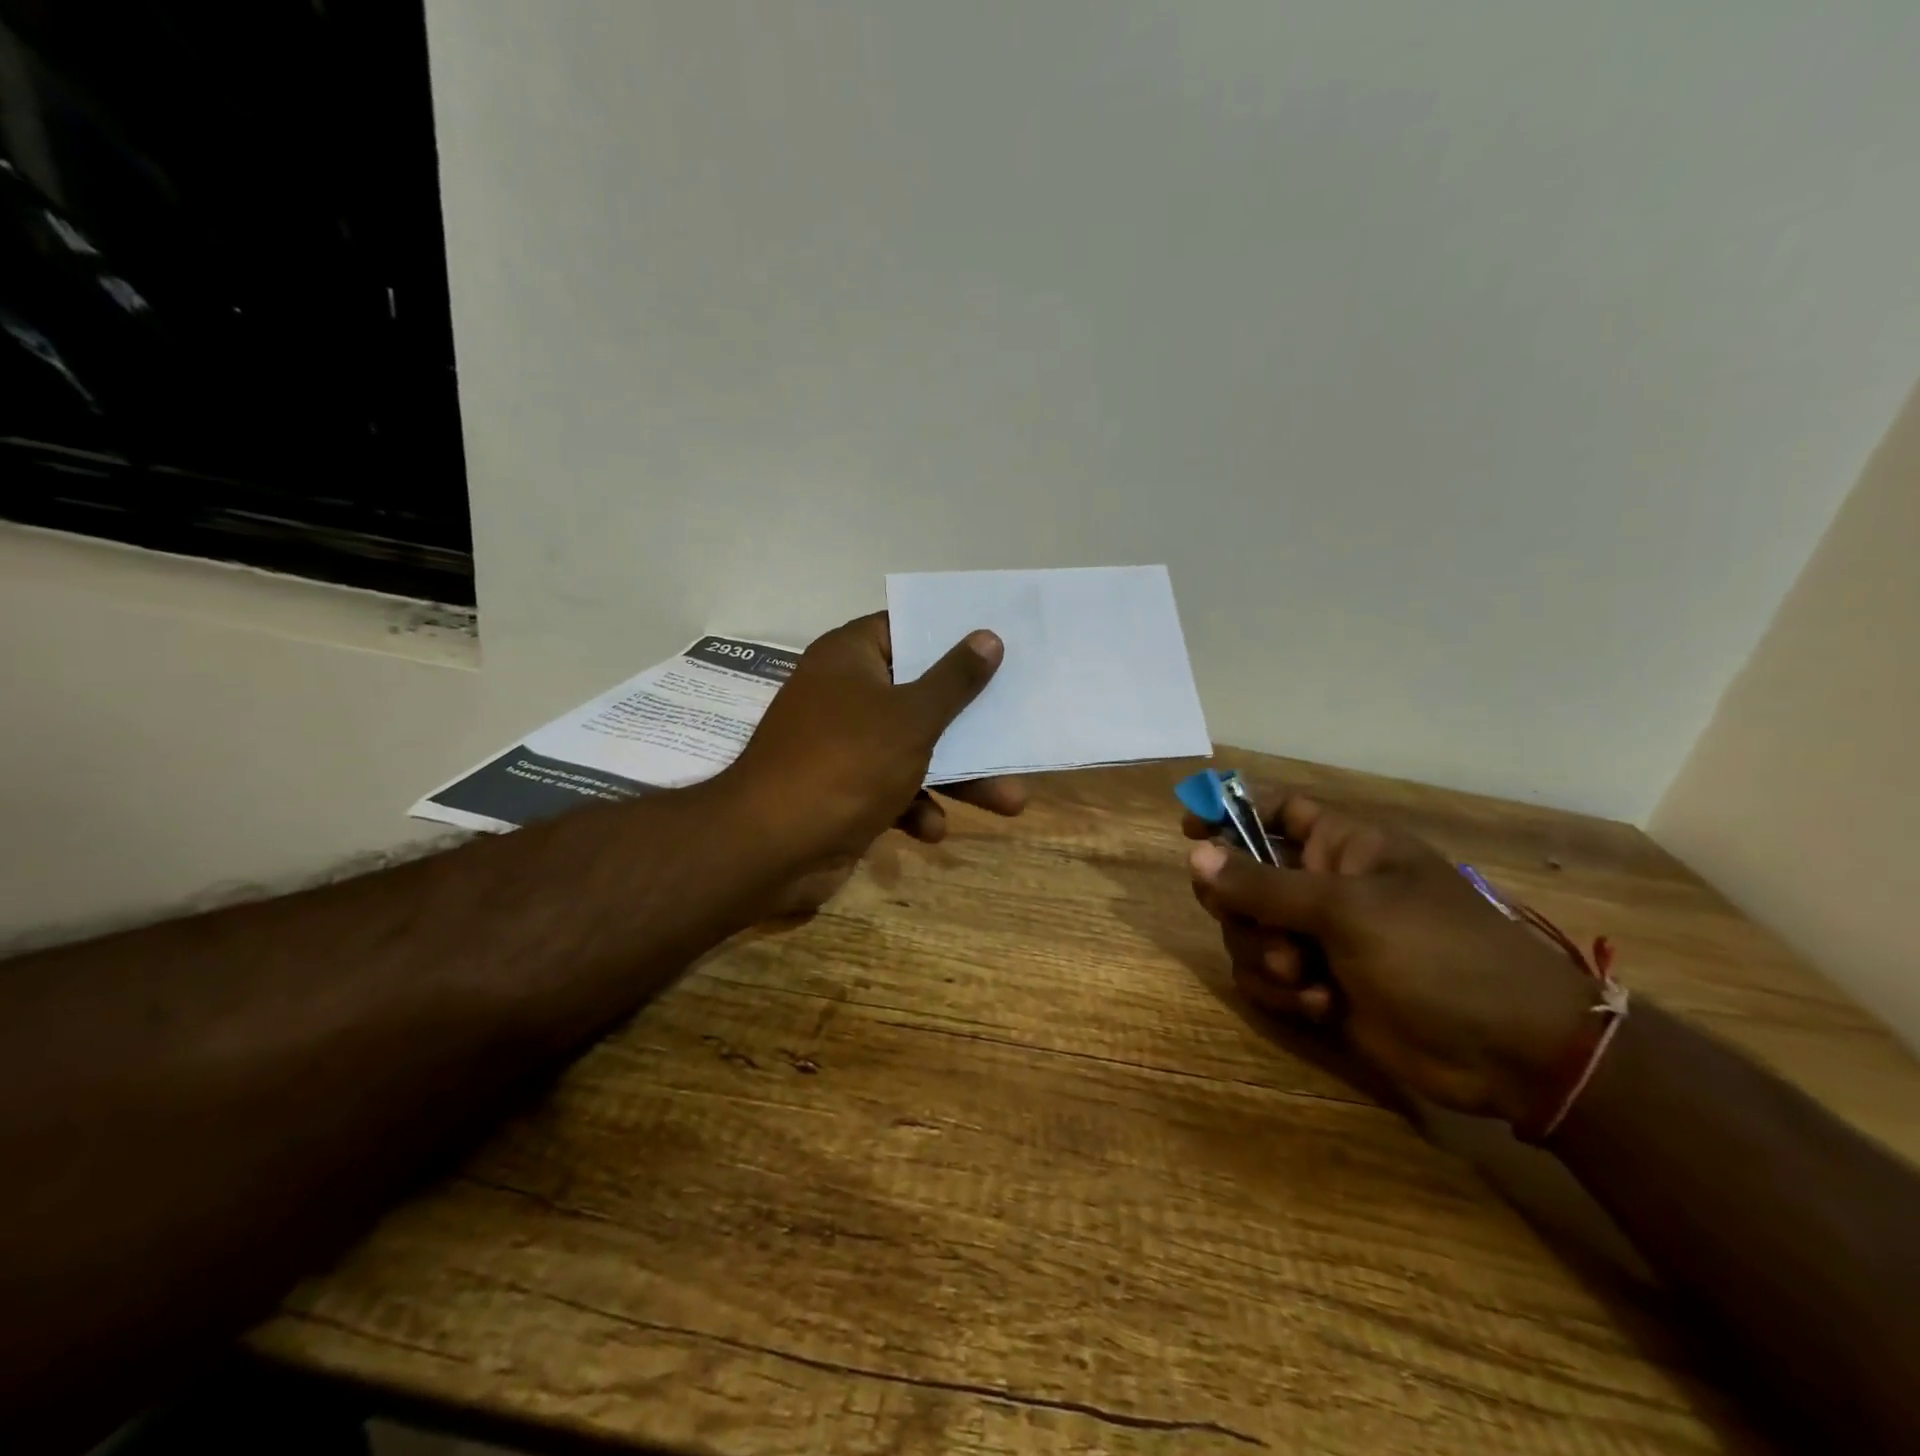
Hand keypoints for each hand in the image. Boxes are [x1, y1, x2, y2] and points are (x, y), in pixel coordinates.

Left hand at [723, 612, 1027, 913]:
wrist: (770, 848)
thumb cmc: (846, 764)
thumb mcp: (911, 718)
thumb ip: (954, 680)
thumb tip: (988, 636)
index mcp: (851, 658)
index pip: (906, 629)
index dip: (951, 637)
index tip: (998, 644)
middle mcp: (845, 694)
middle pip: (920, 696)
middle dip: (970, 724)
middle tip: (1016, 729)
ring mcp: (843, 745)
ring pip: (915, 749)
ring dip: (958, 777)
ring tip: (1011, 803)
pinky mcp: (844, 791)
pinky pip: (893, 789)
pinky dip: (915, 808)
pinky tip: (931, 831)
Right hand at [1185, 792, 1595, 1124]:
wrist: (1511, 1052)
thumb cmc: (1438, 954)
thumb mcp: (1348, 910)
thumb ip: (1265, 885)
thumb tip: (1195, 855)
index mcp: (1343, 848)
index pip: (1276, 812)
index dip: (1230, 813)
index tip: (1188, 830)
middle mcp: (1324, 888)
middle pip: (1244, 878)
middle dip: (1240, 906)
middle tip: (1257, 924)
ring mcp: (1320, 939)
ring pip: (1247, 933)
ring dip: (1264, 956)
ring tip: (1304, 977)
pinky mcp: (1318, 986)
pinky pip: (1265, 978)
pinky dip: (1283, 993)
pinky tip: (1321, 1007)